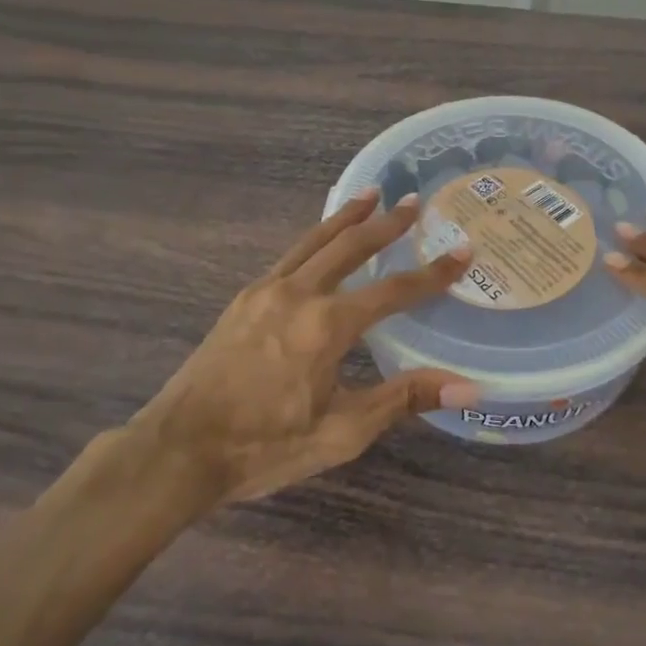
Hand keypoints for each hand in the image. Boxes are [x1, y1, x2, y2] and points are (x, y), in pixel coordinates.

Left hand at [133, 188, 478, 503]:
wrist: (178, 450)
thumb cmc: (264, 446)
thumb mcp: (341, 433)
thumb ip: (403, 399)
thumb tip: (468, 388)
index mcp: (327, 325)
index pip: (394, 291)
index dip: (433, 274)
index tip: (463, 252)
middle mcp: (298, 294)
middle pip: (351, 246)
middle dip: (387, 223)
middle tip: (414, 201)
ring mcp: (265, 291)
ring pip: (315, 241)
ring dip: (347, 217)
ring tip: (370, 195)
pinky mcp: (243, 299)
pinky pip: (290, 256)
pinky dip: (315, 238)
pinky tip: (320, 241)